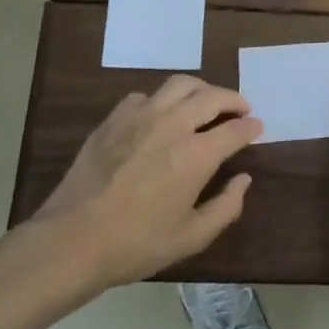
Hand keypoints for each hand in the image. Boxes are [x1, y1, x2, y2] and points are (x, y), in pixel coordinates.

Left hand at [32, 75, 261, 288]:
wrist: (72, 240)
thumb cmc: (136, 243)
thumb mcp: (191, 237)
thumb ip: (226, 207)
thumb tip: (243, 179)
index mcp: (196, 154)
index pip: (235, 129)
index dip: (251, 127)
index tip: (257, 127)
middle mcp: (173, 124)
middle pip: (212, 95)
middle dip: (234, 99)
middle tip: (240, 109)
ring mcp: (141, 116)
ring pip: (180, 84)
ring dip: (201, 90)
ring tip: (206, 102)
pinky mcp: (114, 118)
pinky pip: (146, 96)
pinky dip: (162, 100)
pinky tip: (161, 116)